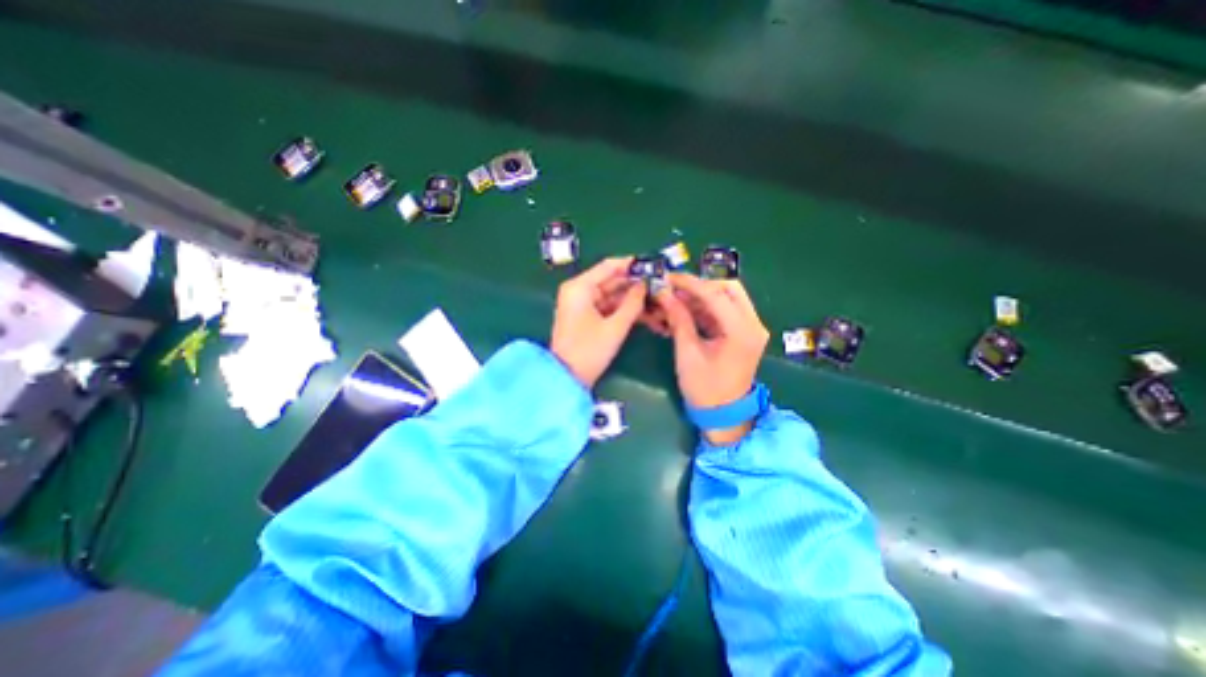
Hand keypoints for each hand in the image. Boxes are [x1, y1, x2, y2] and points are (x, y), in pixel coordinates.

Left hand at [549, 256, 650, 387]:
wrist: (566, 379)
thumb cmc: (588, 350)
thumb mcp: (614, 327)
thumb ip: (632, 304)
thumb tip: (645, 285)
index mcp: (580, 287)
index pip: (609, 266)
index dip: (632, 265)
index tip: (653, 266)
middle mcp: (579, 291)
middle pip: (612, 281)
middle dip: (636, 286)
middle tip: (661, 287)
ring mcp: (583, 305)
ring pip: (613, 296)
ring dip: (633, 300)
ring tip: (658, 303)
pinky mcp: (587, 318)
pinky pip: (609, 308)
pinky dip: (625, 311)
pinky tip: (646, 315)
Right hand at [656, 273, 766, 443]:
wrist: (724, 415)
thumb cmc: (705, 389)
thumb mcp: (688, 353)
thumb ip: (678, 319)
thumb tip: (664, 293)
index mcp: (742, 331)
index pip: (716, 294)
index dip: (689, 283)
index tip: (667, 277)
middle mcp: (753, 324)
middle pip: (729, 289)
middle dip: (700, 285)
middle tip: (675, 289)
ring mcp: (751, 328)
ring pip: (728, 297)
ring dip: (702, 296)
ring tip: (675, 298)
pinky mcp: (744, 333)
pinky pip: (726, 311)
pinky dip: (706, 307)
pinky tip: (686, 310)